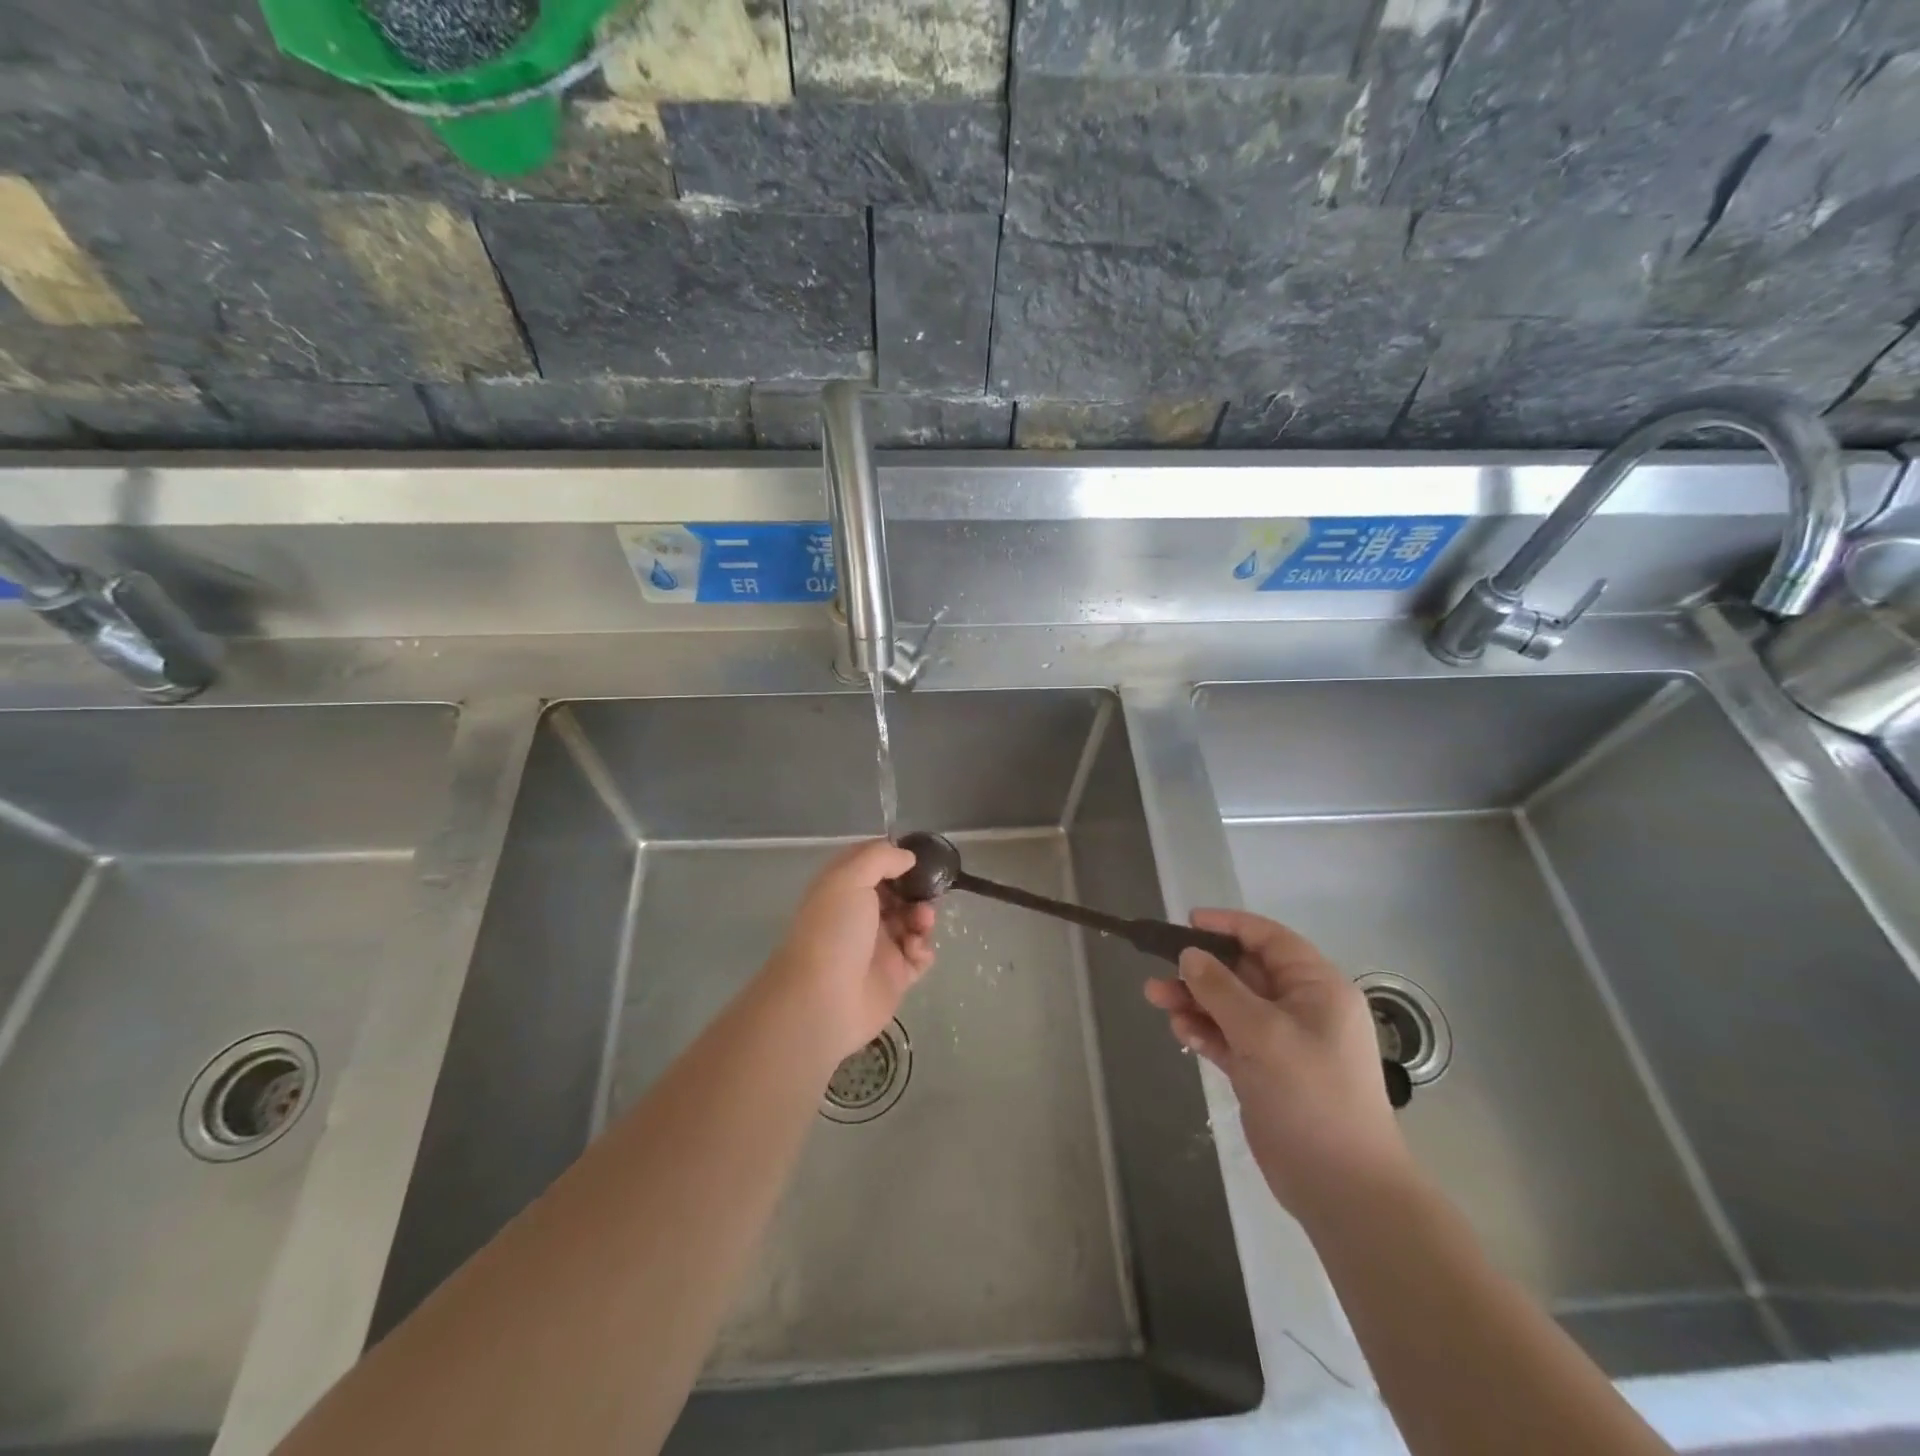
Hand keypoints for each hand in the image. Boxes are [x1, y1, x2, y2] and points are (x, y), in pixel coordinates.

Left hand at [766, 839, 936, 1062]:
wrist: (824, 1000)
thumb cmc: (835, 931)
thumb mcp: (850, 879)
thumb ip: (880, 858)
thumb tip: (907, 857)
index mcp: (843, 889)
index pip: (871, 864)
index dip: (893, 857)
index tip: (916, 856)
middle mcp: (860, 915)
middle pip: (898, 892)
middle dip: (916, 889)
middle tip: (927, 893)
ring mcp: (878, 946)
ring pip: (912, 922)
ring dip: (923, 917)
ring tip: (921, 924)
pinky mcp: (894, 976)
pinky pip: (919, 956)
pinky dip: (923, 949)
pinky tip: (915, 951)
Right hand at [1144, 909, 1409, 1220]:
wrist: (1343, 1188)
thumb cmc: (1311, 1096)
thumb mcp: (1263, 1034)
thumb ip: (1221, 989)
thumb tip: (1189, 955)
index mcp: (1317, 988)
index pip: (1269, 940)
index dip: (1229, 925)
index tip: (1187, 922)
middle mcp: (1301, 1008)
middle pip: (1244, 972)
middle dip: (1201, 969)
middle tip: (1159, 970)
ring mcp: (1282, 1041)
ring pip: (1230, 1005)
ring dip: (1195, 1000)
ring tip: (1156, 1000)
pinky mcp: (1264, 1071)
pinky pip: (1228, 1037)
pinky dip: (1204, 1031)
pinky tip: (1181, 1032)